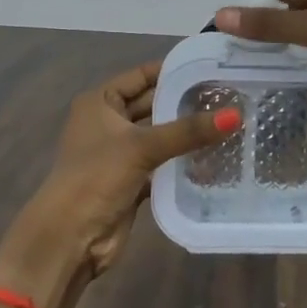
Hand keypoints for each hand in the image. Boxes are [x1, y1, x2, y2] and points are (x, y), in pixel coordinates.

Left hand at [0, 62, 231, 307]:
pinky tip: (215, 156)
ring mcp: (120, 153)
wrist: (70, 238)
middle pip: (153, 105)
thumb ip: (188, 131)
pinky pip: (163, 163)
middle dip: (186, 103)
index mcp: (100, 101)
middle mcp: (108, 122)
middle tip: (229, 96)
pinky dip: (183, 161)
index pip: (143, 76)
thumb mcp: (142, 147)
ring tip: (229, 122)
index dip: (175, 71)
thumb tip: (236, 114)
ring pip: (160, 135)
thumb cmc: (96, 178)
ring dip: (187, 133)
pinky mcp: (131, 180)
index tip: (213, 68)